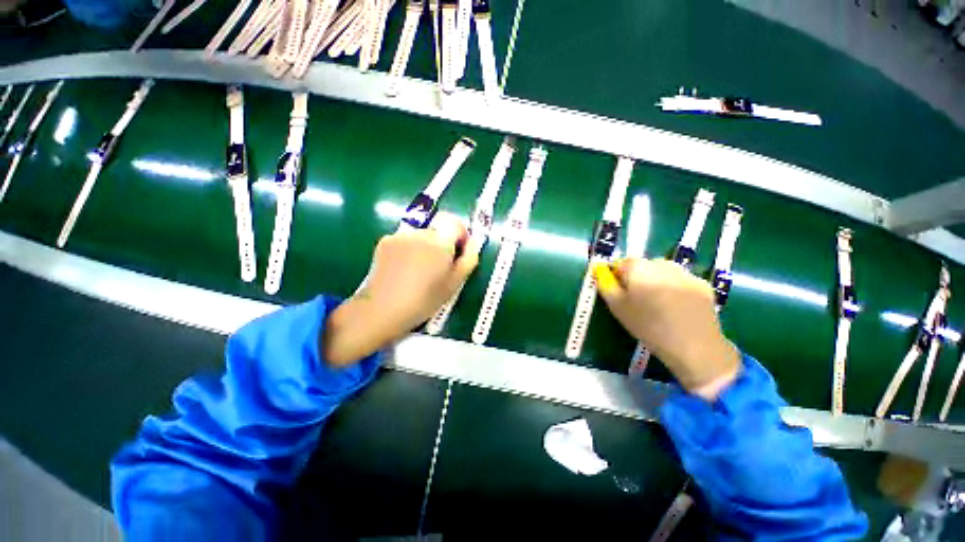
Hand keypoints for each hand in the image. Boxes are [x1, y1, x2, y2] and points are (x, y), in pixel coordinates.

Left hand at [324, 213, 480, 365]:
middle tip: (438, 268)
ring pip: (421, 236)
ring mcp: (400, 236)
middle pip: (438, 230)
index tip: (459, 252)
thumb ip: (469, 258)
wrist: (383, 309)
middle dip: (442, 244)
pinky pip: (405, 240)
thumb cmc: (425, 299)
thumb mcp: (455, 283)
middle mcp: (420, 232)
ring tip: (419, 271)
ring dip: (425, 247)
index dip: (460, 234)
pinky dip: (409, 249)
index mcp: (440, 242)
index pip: (455, 223)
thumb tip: (474, 241)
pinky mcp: (385, 241)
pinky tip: (403, 269)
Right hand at [595, 258, 739, 398]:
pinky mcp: (703, 285)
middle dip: (637, 279)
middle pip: (643, 266)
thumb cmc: (647, 325)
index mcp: (638, 266)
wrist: (694, 346)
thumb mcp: (617, 307)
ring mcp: (685, 273)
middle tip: (637, 302)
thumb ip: (605, 285)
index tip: (618, 293)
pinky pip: (681, 282)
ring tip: (658, 306)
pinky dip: (676, 290)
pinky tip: (677, 309)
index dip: (616, 277)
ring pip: (663, 273)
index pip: (620, 263)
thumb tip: (599, 270)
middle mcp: (662, 263)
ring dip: (657, 282)